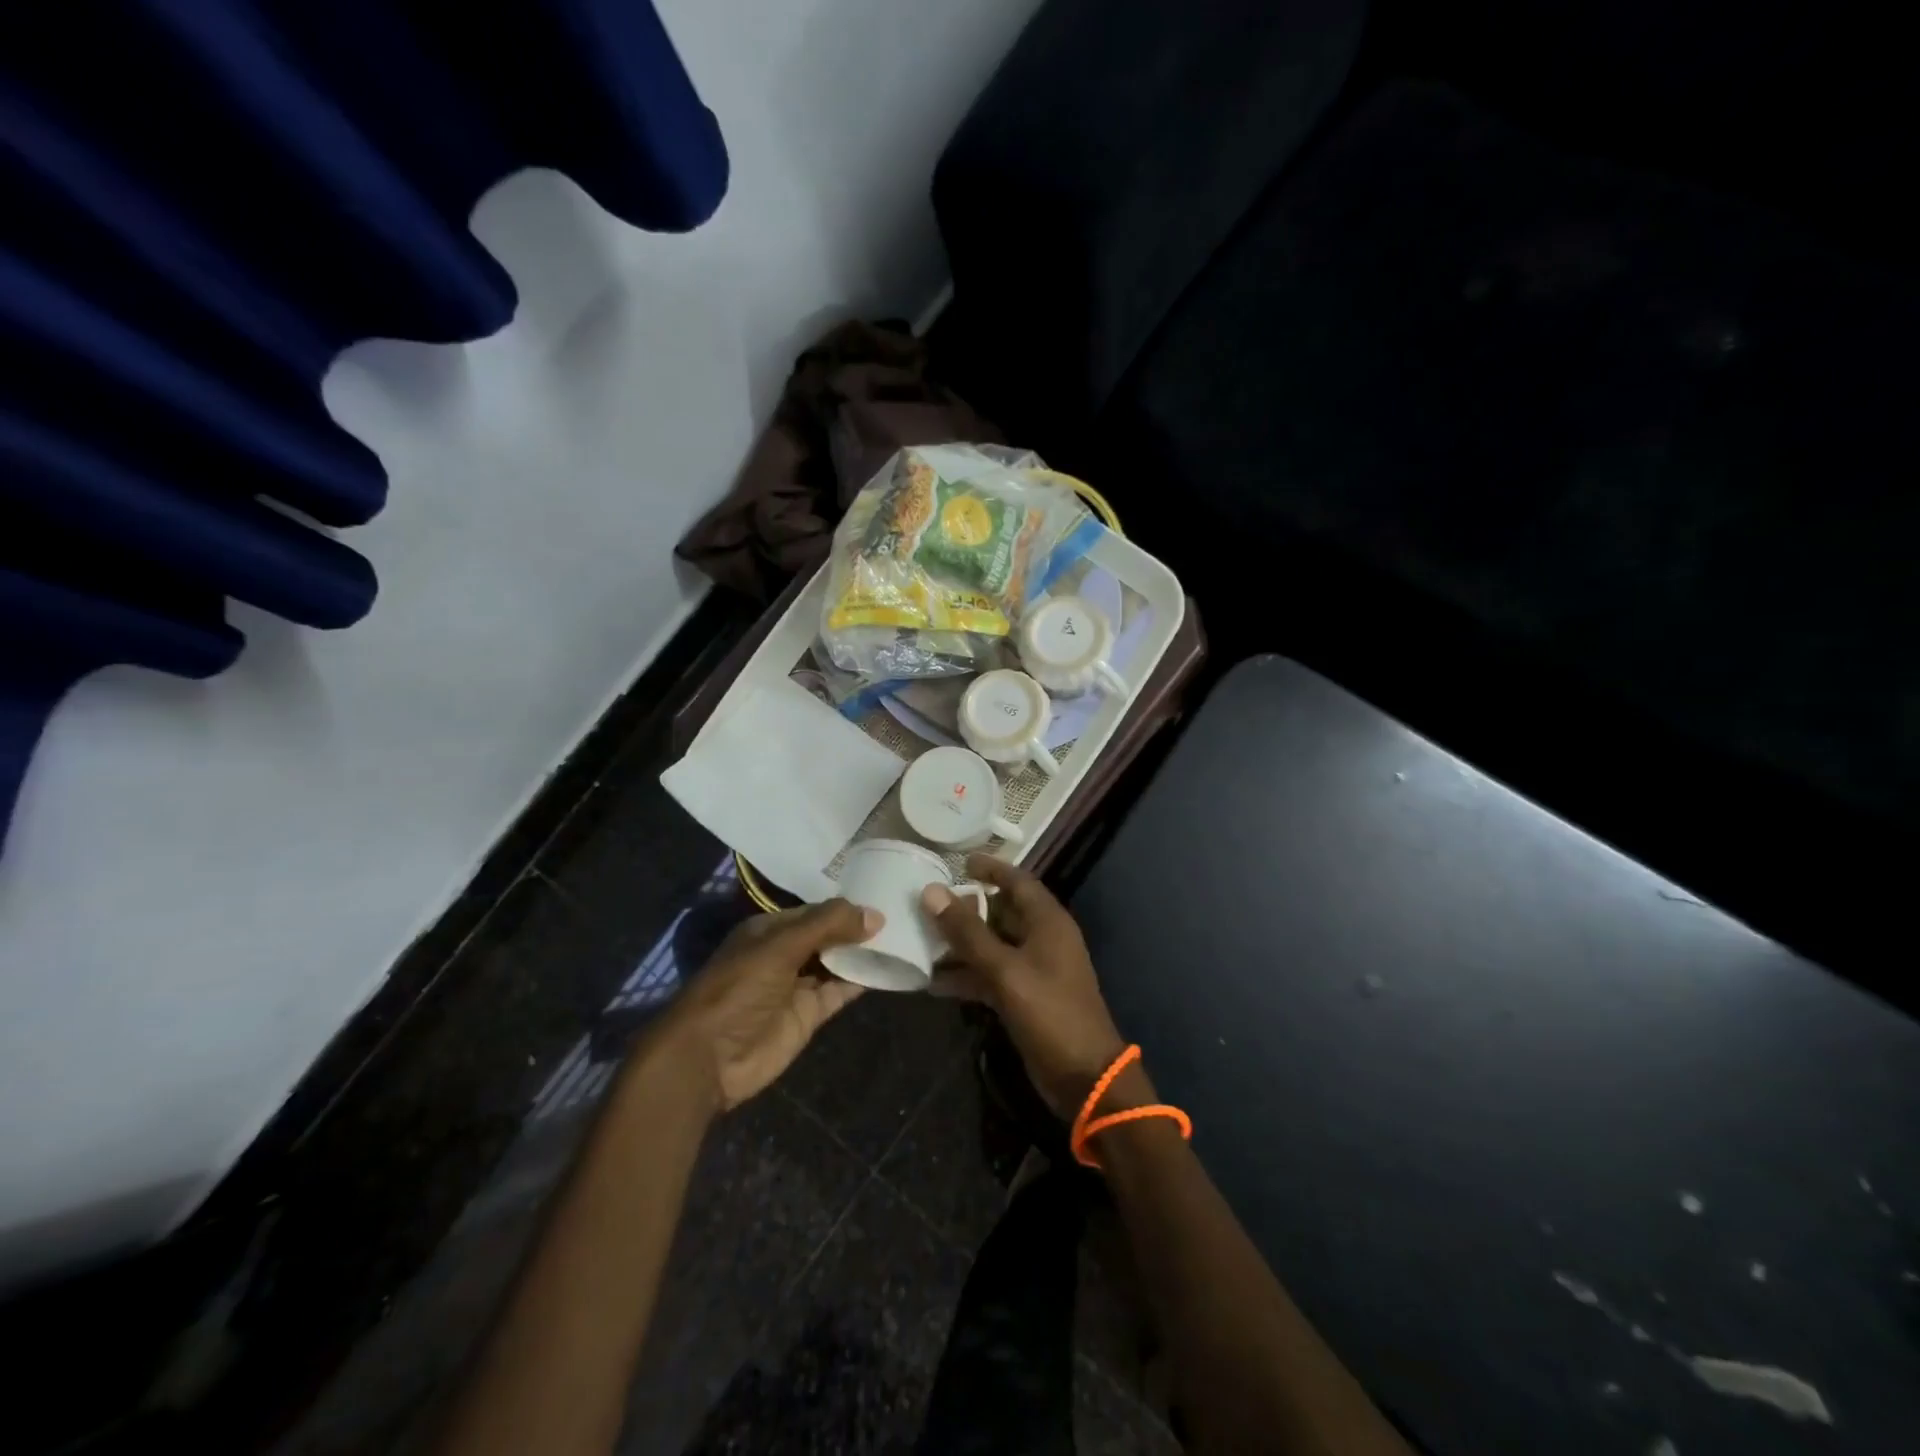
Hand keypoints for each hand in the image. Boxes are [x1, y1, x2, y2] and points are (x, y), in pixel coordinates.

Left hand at [658, 899, 880, 1110]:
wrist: (709, 1058)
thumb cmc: (739, 989)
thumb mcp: (781, 946)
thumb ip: (827, 926)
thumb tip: (875, 914)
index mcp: (770, 930)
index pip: (816, 911)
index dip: (846, 907)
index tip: (884, 899)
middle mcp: (785, 953)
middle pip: (829, 935)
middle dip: (858, 928)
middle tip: (902, 915)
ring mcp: (798, 985)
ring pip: (838, 962)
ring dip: (864, 953)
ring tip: (904, 938)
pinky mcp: (809, 1015)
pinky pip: (841, 991)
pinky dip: (863, 981)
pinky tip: (890, 969)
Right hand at [922, 855, 1126, 1117]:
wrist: (1084, 1077)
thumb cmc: (1050, 1012)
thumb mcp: (1005, 970)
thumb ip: (967, 932)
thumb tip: (931, 891)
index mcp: (1047, 921)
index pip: (1017, 880)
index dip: (989, 868)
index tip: (957, 861)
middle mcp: (1042, 938)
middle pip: (1000, 912)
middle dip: (966, 908)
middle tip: (927, 903)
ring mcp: (1034, 969)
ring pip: (992, 945)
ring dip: (961, 944)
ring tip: (920, 940)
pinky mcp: (1024, 996)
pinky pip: (991, 975)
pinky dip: (967, 975)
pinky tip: (933, 983)